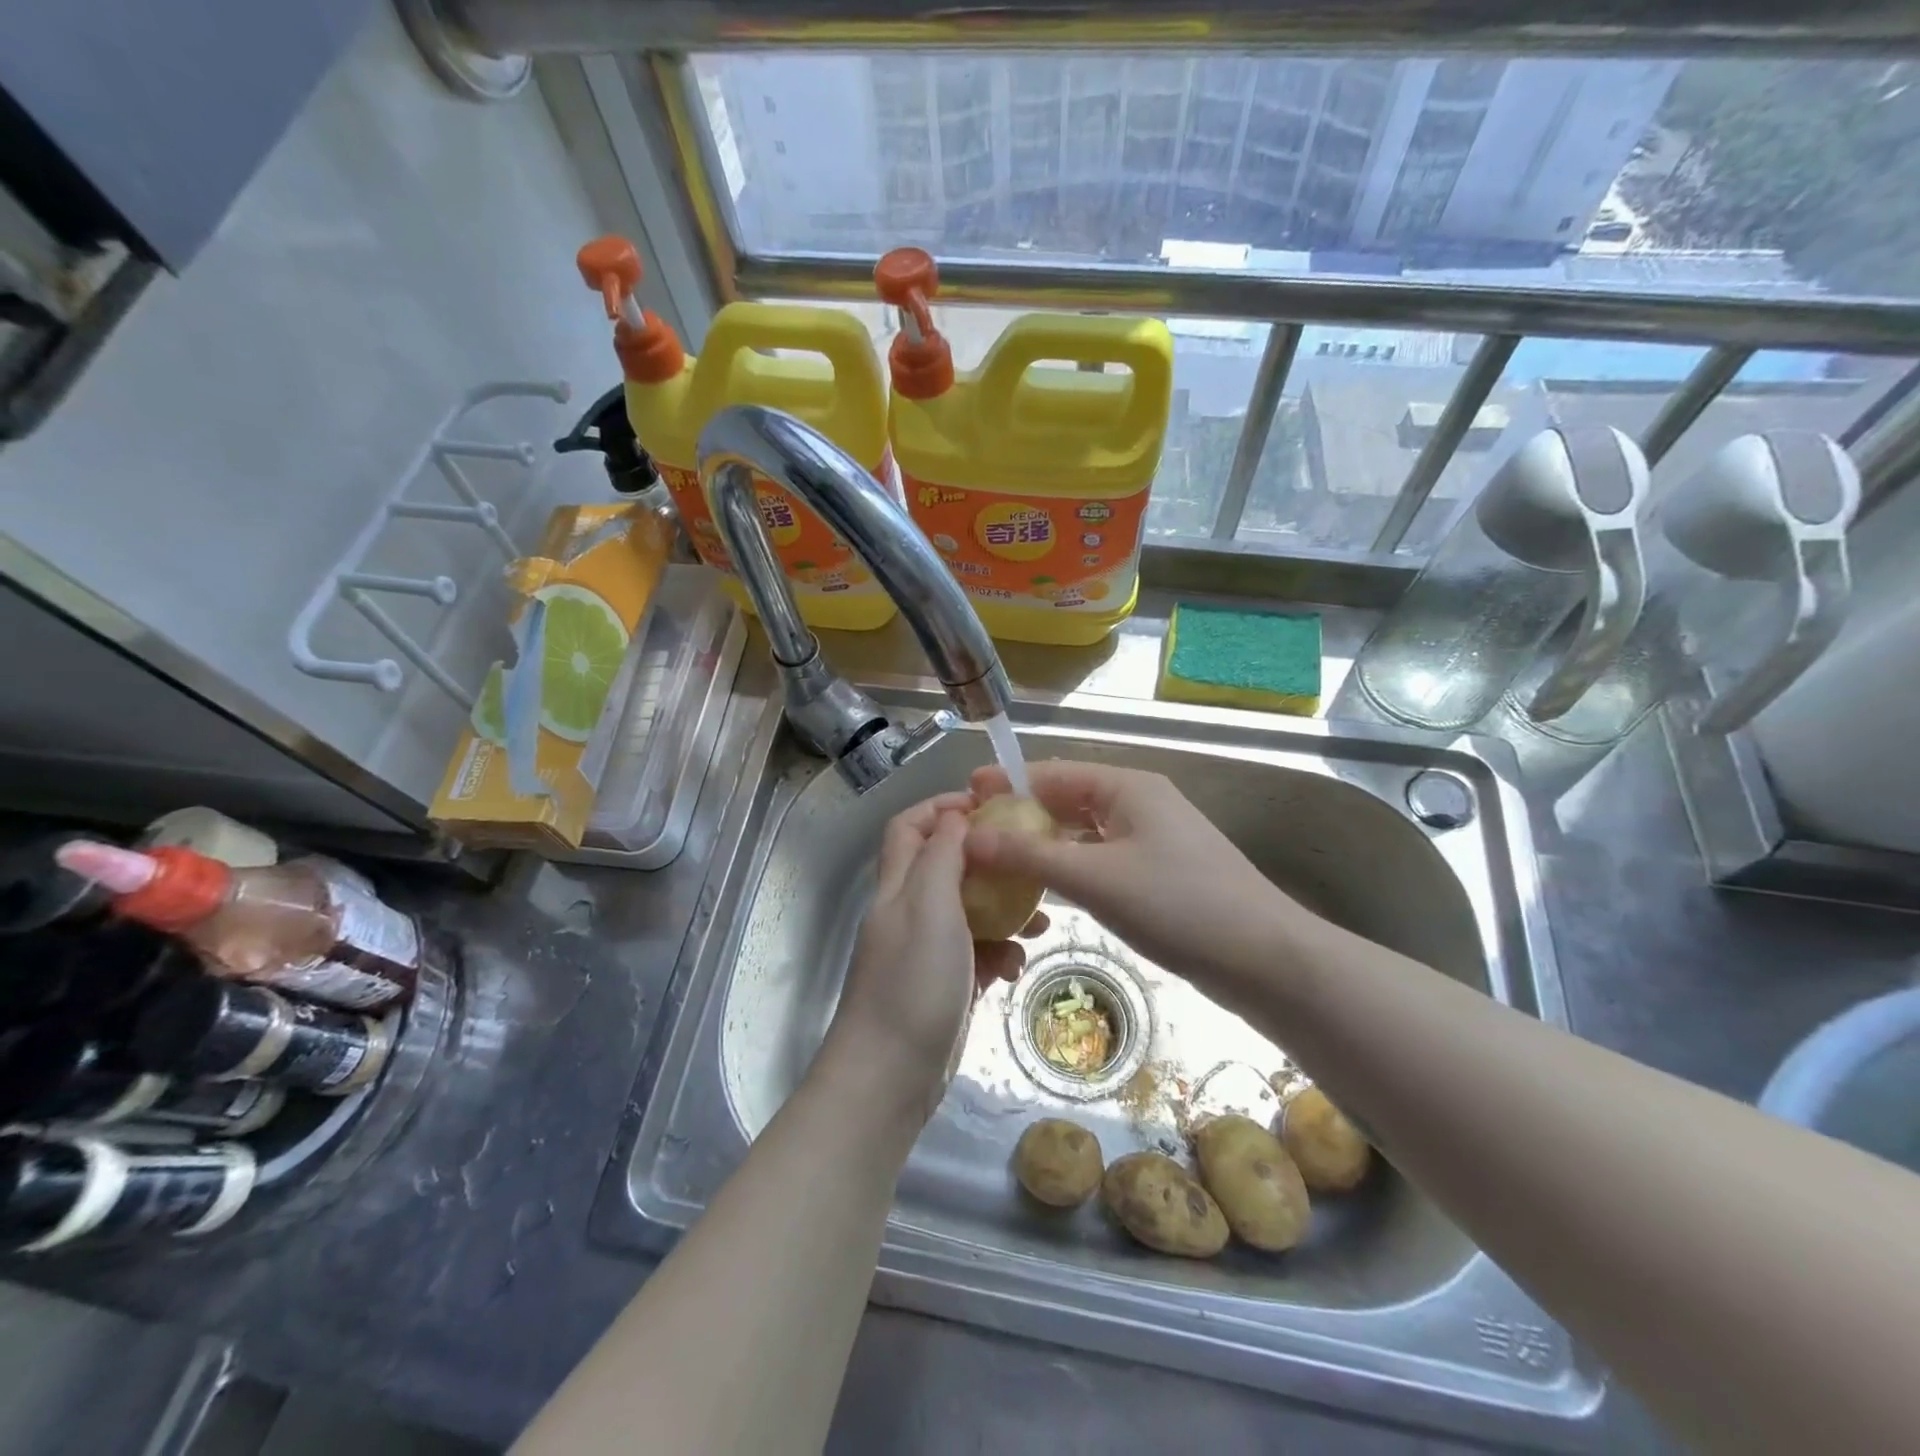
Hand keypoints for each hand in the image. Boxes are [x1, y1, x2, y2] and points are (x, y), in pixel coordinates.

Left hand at [822, 792, 1044, 1120]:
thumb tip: (956, 816)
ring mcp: (927, 951)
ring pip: (969, 912)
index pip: (910, 826)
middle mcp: (909, 912)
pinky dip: (999, 954)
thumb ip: (942, 855)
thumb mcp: (929, 905)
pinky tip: (1016, 968)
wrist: (890, 1076)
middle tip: (1028, 863)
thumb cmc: (912, 981)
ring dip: (1003, 911)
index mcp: (898, 885)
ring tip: (1039, 922)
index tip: (990, 807)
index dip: (943, 808)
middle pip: (946, 866)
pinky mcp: (945, 986)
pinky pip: (977, 955)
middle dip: (987, 860)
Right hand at [964, 760, 1306, 995]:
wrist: (1265, 959)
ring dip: (1043, 843)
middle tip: (973, 834)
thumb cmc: (1178, 904)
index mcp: (1127, 787)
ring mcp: (1153, 839)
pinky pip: (1102, 859)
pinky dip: (1070, 867)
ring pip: (1084, 833)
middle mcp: (1140, 803)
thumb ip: (1030, 855)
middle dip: (1021, 814)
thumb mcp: (1095, 877)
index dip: (1007, 782)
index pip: (1053, 772)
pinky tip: (1045, 888)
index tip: (965, 795)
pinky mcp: (1160, 873)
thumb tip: (969, 837)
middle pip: (1067, 800)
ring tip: (997, 861)